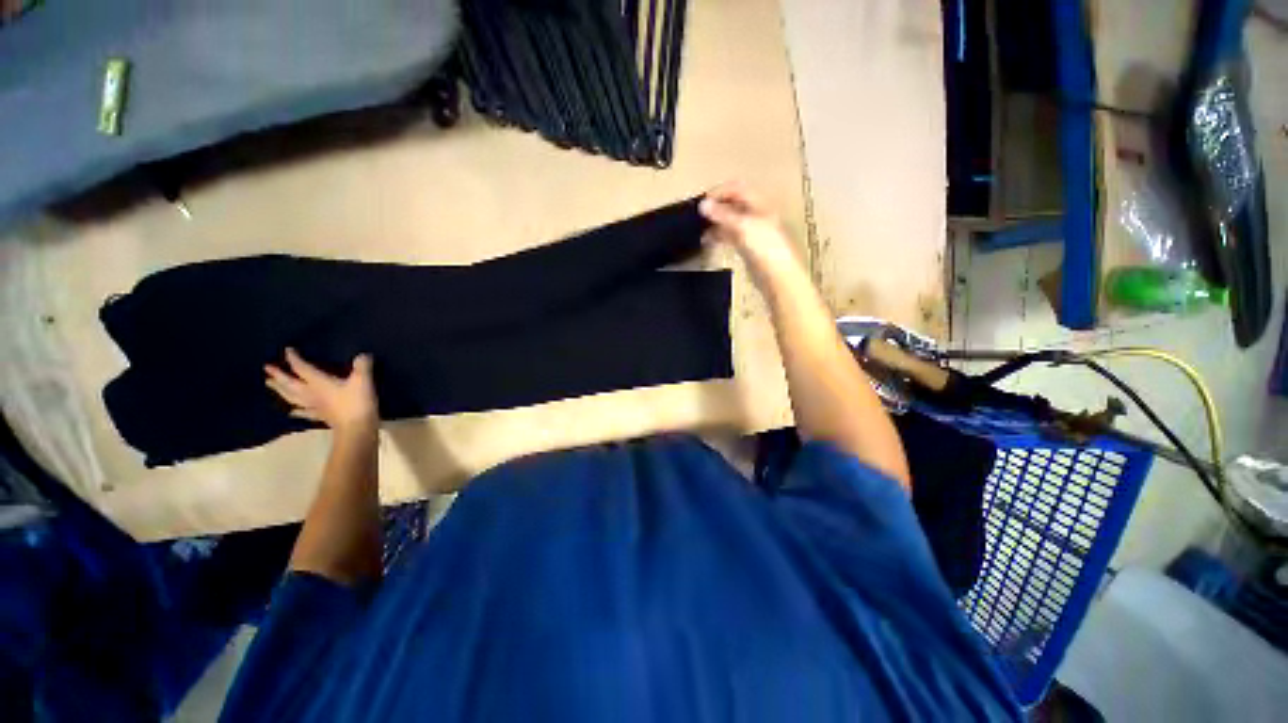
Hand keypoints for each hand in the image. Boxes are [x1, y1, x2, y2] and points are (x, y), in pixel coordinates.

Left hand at [265, 348, 377, 434]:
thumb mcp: (363, 381)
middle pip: (291, 384)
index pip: (302, 369)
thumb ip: (362, 366)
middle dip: (279, 376)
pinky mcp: (320, 417)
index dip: (294, 359)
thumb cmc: (357, 402)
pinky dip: (297, 411)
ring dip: (281, 391)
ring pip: (292, 397)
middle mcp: (311, 394)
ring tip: (271, 385)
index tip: (287, 350)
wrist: (356, 428)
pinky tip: (291, 412)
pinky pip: (304, 412)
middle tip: (267, 369)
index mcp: (318, 383)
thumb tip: (362, 354)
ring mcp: (314, 407)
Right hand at [699, 182, 800, 279]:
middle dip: (716, 206)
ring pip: (729, 220)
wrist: (776, 275)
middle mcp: (755, 214)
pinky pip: (729, 235)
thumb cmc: (765, 247)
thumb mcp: (742, 226)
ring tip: (700, 228)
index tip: (702, 201)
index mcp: (759, 204)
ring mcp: (751, 231)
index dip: (719, 191)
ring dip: (715, 222)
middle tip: (699, 214)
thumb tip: (703, 204)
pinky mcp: (746, 246)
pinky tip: (707, 240)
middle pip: (733, 203)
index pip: (737, 188)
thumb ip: (722, 214)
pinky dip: (718, 235)